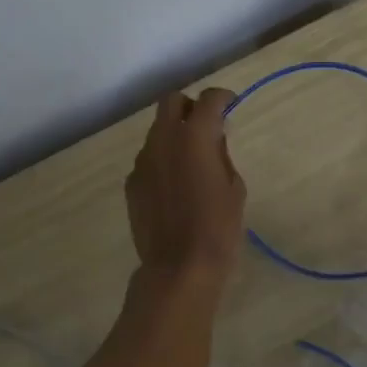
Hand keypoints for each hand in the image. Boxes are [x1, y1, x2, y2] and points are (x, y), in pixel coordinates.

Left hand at [125, 88, 246, 281]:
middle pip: (171, 102)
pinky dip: (162, 160)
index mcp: (194, 137)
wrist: (178, 268)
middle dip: (190, 107)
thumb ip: (221, 156)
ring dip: (174, 134)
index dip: (222, 98)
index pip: (208, 100)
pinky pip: (148, 159)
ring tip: (191, 160)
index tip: (231, 105)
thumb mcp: (234, 188)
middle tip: (206, 125)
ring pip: (157, 131)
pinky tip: (174, 185)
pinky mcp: (132, 182)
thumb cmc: (218, 228)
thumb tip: (212, 141)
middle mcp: (163, 140)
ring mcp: (142, 161)